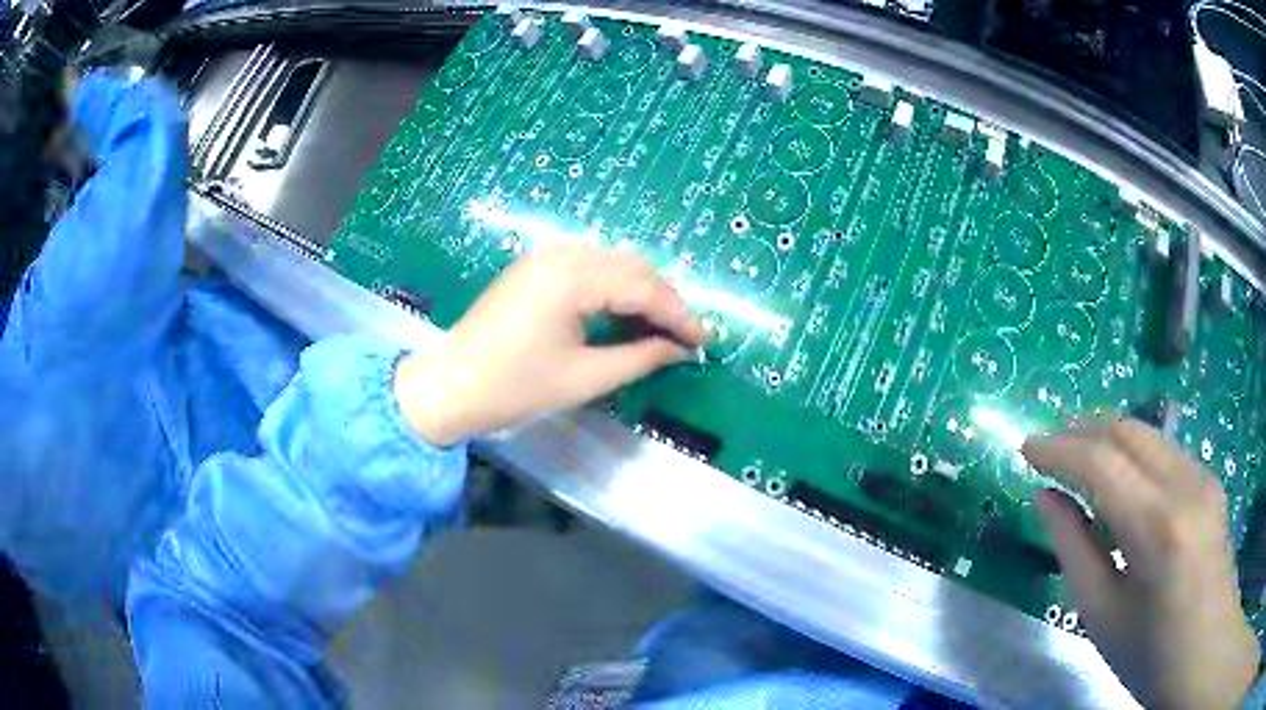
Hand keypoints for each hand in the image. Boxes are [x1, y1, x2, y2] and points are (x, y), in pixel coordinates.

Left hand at [394, 245, 704, 446]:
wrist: (450, 386)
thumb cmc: (515, 387)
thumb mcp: (585, 378)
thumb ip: (640, 358)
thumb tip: (680, 349)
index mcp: (573, 277)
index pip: (643, 287)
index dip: (679, 314)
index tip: (705, 341)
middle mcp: (562, 254)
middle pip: (631, 267)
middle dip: (663, 300)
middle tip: (686, 336)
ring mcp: (545, 257)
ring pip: (612, 264)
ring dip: (641, 292)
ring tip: (661, 328)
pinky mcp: (535, 267)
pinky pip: (589, 268)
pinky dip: (614, 289)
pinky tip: (624, 314)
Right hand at [1023, 419, 1259, 709]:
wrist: (1202, 648)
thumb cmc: (1149, 653)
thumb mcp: (1102, 616)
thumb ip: (1073, 550)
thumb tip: (1044, 498)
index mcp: (1156, 528)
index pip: (1100, 463)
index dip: (1058, 449)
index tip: (1024, 449)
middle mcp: (1183, 485)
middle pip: (1127, 432)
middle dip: (1082, 431)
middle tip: (1048, 448)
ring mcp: (1202, 476)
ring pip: (1148, 434)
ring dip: (1108, 437)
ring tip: (1077, 456)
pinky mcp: (1209, 480)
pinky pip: (1165, 452)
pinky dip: (1134, 453)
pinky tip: (1121, 479)